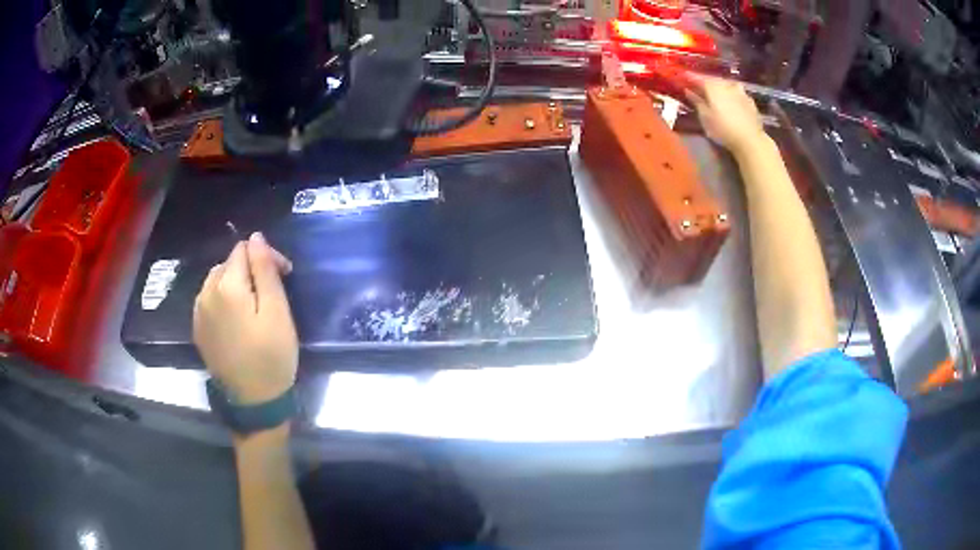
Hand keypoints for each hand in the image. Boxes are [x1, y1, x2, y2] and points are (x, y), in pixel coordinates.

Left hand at [193, 232, 297, 404]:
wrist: (253, 401)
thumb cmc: (271, 356)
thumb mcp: (277, 311)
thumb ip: (264, 270)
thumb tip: (255, 237)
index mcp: (226, 286)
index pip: (243, 249)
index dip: (265, 256)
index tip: (284, 276)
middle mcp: (205, 293)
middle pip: (228, 263)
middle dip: (250, 269)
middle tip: (272, 293)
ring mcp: (198, 312)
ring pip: (216, 280)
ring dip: (235, 283)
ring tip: (253, 305)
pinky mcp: (198, 329)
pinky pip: (209, 300)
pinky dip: (223, 299)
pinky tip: (236, 318)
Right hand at [684, 76, 766, 155]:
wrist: (751, 140)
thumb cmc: (723, 129)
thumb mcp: (705, 118)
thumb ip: (696, 102)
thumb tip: (688, 91)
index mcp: (713, 86)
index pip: (697, 77)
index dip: (689, 76)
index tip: (682, 75)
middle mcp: (726, 84)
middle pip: (713, 79)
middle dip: (705, 81)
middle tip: (698, 85)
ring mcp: (740, 91)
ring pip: (726, 84)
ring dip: (719, 86)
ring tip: (716, 91)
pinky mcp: (750, 100)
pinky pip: (737, 92)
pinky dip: (731, 94)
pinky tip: (731, 100)